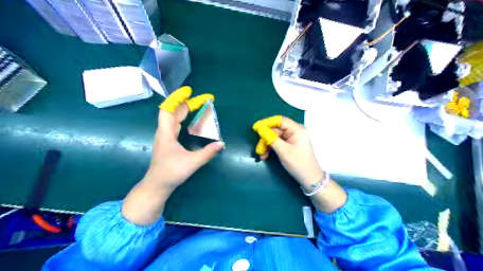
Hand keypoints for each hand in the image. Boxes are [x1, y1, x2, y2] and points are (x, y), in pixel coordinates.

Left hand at [147, 87, 223, 189]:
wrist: (157, 185)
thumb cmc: (171, 173)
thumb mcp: (192, 163)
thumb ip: (207, 153)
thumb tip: (222, 143)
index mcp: (166, 133)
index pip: (168, 109)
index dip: (178, 98)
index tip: (189, 91)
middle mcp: (164, 131)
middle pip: (174, 111)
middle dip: (188, 103)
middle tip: (204, 100)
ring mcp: (165, 136)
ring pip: (174, 117)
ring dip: (186, 110)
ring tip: (199, 106)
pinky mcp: (168, 141)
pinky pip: (176, 124)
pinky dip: (184, 118)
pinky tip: (191, 120)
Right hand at [253, 115, 346, 212]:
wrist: (310, 179)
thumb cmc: (298, 163)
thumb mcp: (283, 150)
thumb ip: (271, 138)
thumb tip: (260, 128)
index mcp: (296, 129)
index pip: (279, 120)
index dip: (266, 123)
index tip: (255, 128)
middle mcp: (294, 131)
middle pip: (275, 130)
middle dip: (265, 139)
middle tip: (258, 149)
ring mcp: (292, 139)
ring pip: (275, 137)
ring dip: (266, 145)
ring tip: (262, 155)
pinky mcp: (290, 145)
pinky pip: (277, 143)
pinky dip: (271, 149)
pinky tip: (265, 156)